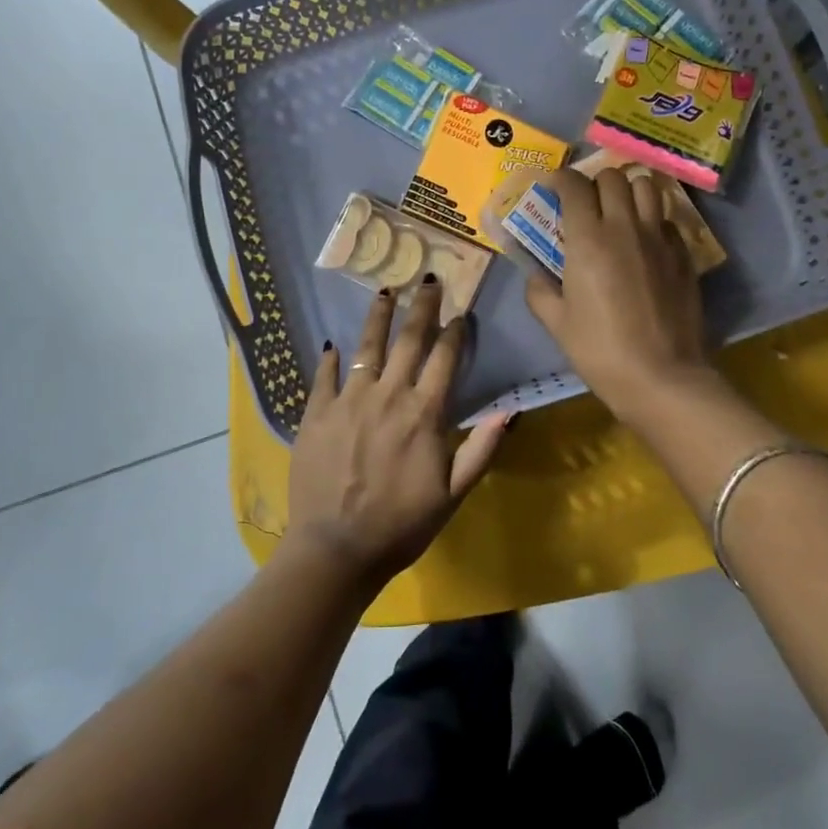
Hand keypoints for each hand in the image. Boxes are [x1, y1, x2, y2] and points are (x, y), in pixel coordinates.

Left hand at [287, 280, 510, 590]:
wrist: (336, 549)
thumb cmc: (402, 525)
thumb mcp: (453, 495)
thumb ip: (481, 449)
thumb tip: (511, 411)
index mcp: (424, 414)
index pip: (444, 359)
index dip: (454, 332)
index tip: (461, 311)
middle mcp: (387, 396)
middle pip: (408, 341)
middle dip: (421, 307)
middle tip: (427, 280)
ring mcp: (349, 401)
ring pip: (366, 347)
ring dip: (378, 317)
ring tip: (384, 291)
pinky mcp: (316, 414)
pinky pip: (324, 377)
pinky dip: (330, 359)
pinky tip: (332, 345)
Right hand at [524, 167, 714, 420]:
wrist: (661, 376)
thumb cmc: (600, 350)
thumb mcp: (557, 324)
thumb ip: (540, 292)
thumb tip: (537, 276)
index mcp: (587, 239)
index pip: (574, 185)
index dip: (561, 180)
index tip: (554, 188)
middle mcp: (624, 227)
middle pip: (613, 177)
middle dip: (595, 183)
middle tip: (587, 205)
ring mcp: (659, 238)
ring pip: (647, 186)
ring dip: (630, 191)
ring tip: (620, 210)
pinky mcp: (684, 254)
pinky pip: (667, 218)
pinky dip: (653, 219)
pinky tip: (645, 241)